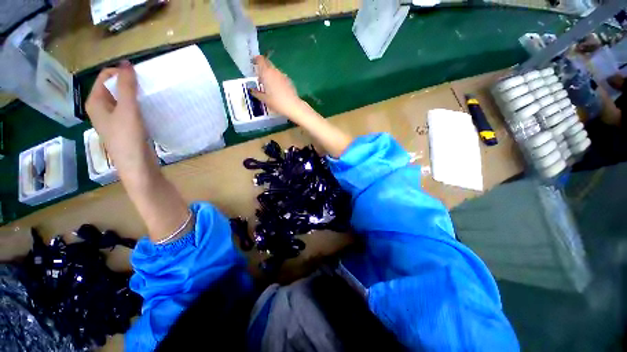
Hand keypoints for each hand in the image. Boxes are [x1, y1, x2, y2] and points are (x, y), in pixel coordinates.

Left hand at [85, 61, 155, 177]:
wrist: (137, 165)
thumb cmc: (128, 138)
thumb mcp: (127, 110)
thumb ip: (127, 87)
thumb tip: (127, 64)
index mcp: (96, 102)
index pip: (105, 77)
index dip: (121, 72)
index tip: (140, 76)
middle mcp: (102, 109)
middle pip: (114, 88)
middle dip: (129, 83)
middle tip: (147, 86)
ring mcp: (114, 119)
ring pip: (123, 99)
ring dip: (135, 95)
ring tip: (150, 96)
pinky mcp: (126, 127)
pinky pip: (130, 110)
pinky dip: (139, 106)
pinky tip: (149, 109)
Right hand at [250, 55, 309, 121]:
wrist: (293, 106)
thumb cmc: (277, 102)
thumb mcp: (264, 99)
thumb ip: (256, 93)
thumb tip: (251, 90)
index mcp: (266, 73)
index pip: (260, 60)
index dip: (256, 59)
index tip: (253, 63)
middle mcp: (275, 71)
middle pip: (268, 64)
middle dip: (263, 68)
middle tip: (260, 76)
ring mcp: (283, 75)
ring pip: (274, 71)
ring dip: (270, 74)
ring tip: (268, 85)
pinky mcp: (289, 80)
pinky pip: (280, 77)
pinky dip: (277, 79)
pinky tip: (277, 89)